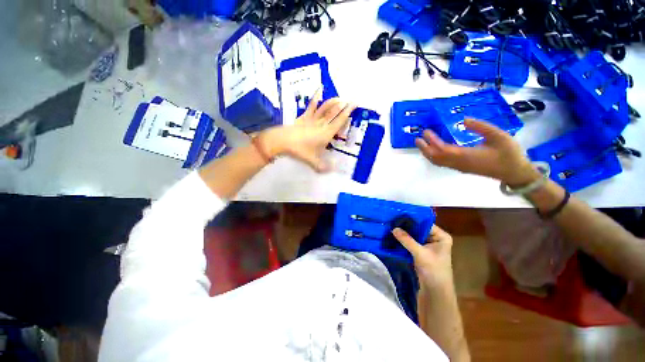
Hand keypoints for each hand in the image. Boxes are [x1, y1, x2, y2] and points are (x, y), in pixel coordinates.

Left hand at [259, 90, 355, 171]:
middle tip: (349, 100)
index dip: (347, 113)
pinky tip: (319, 89)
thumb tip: (331, 171)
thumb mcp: (312, 161)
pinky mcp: (304, 117)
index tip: (354, 104)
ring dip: (332, 102)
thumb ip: (322, 166)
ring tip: (339, 97)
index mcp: (326, 133)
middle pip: (333, 113)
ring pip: (325, 108)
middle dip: (342, 106)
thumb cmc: (300, 150)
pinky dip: (315, 98)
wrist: (283, 141)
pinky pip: (311, 106)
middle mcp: (321, 124)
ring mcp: (312, 119)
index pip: (339, 121)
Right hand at [392, 225, 453, 289]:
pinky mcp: (421, 251)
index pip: (425, 223)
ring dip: (404, 234)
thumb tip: (393, 228)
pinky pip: (411, 242)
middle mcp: (435, 238)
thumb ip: (407, 240)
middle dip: (406, 227)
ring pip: (414, 236)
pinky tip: (394, 236)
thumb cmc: (434, 271)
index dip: (412, 220)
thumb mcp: (420, 253)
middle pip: (419, 229)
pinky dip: (404, 240)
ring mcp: (428, 245)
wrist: (435, 293)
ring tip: (391, 227)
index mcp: (441, 236)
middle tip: (392, 221)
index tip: (398, 216)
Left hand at [415, 118, 540, 186]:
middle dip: (424, 148)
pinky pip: (442, 163)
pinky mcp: (461, 168)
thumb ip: (480, 127)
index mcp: (464, 155)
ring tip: (422, 144)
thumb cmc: (509, 154)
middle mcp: (457, 163)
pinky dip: (434, 156)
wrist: (515, 173)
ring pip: (437, 161)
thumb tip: (463, 120)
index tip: (425, 132)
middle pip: (435, 157)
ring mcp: (458, 167)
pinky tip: (434, 150)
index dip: (432, 140)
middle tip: (417, 139)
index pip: (441, 148)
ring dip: (428, 153)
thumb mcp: (498, 135)